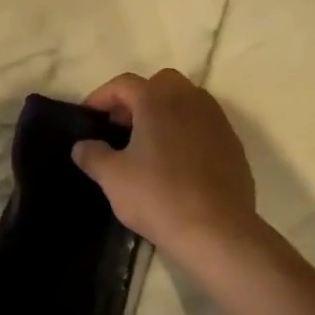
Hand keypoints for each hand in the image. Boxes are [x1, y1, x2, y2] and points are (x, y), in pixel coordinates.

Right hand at [71, 69, 258, 264]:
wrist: (216, 230)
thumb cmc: (158, 195)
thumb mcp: (112, 177)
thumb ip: (93, 155)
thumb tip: (81, 146)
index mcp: (157, 99)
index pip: (124, 83)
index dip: (102, 96)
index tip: (89, 115)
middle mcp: (189, 99)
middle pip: (160, 84)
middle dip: (138, 98)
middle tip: (121, 126)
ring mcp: (216, 120)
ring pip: (187, 101)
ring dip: (165, 113)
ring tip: (148, 143)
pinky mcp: (233, 144)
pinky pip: (204, 126)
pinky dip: (187, 132)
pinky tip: (177, 162)